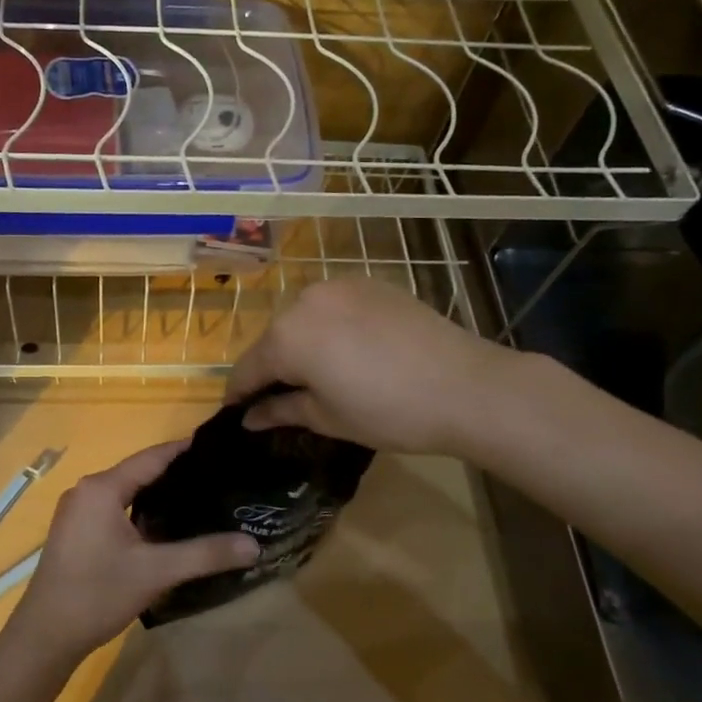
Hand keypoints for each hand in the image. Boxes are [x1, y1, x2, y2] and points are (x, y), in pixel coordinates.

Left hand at [5, 442, 259, 664]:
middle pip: (140, 472)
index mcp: (102, 488)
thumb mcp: (156, 572)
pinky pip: (115, 509)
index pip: (153, 457)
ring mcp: (78, 511)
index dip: (186, 450)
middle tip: (220, 478)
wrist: (44, 636)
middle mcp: (87, 490)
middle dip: (178, 474)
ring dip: (159, 495)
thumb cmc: (98, 594)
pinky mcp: (76, 531)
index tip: (221, 448)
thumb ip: (206, 554)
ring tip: (201, 499)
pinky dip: (141, 511)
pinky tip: (167, 526)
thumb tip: (254, 545)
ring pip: (127, 492)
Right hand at [225, 278, 505, 453]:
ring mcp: (340, 286)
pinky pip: (334, 307)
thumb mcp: (327, 418)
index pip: (248, 368)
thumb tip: (250, 417)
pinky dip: (330, 327)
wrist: (465, 386)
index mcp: (287, 337)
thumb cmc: (388, 411)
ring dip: (301, 345)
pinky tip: (349, 351)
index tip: (235, 413)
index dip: (239, 394)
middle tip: (280, 399)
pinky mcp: (371, 283)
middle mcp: (305, 301)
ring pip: (304, 319)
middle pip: (274, 339)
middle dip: (272, 368)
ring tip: (318, 374)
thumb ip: (281, 410)